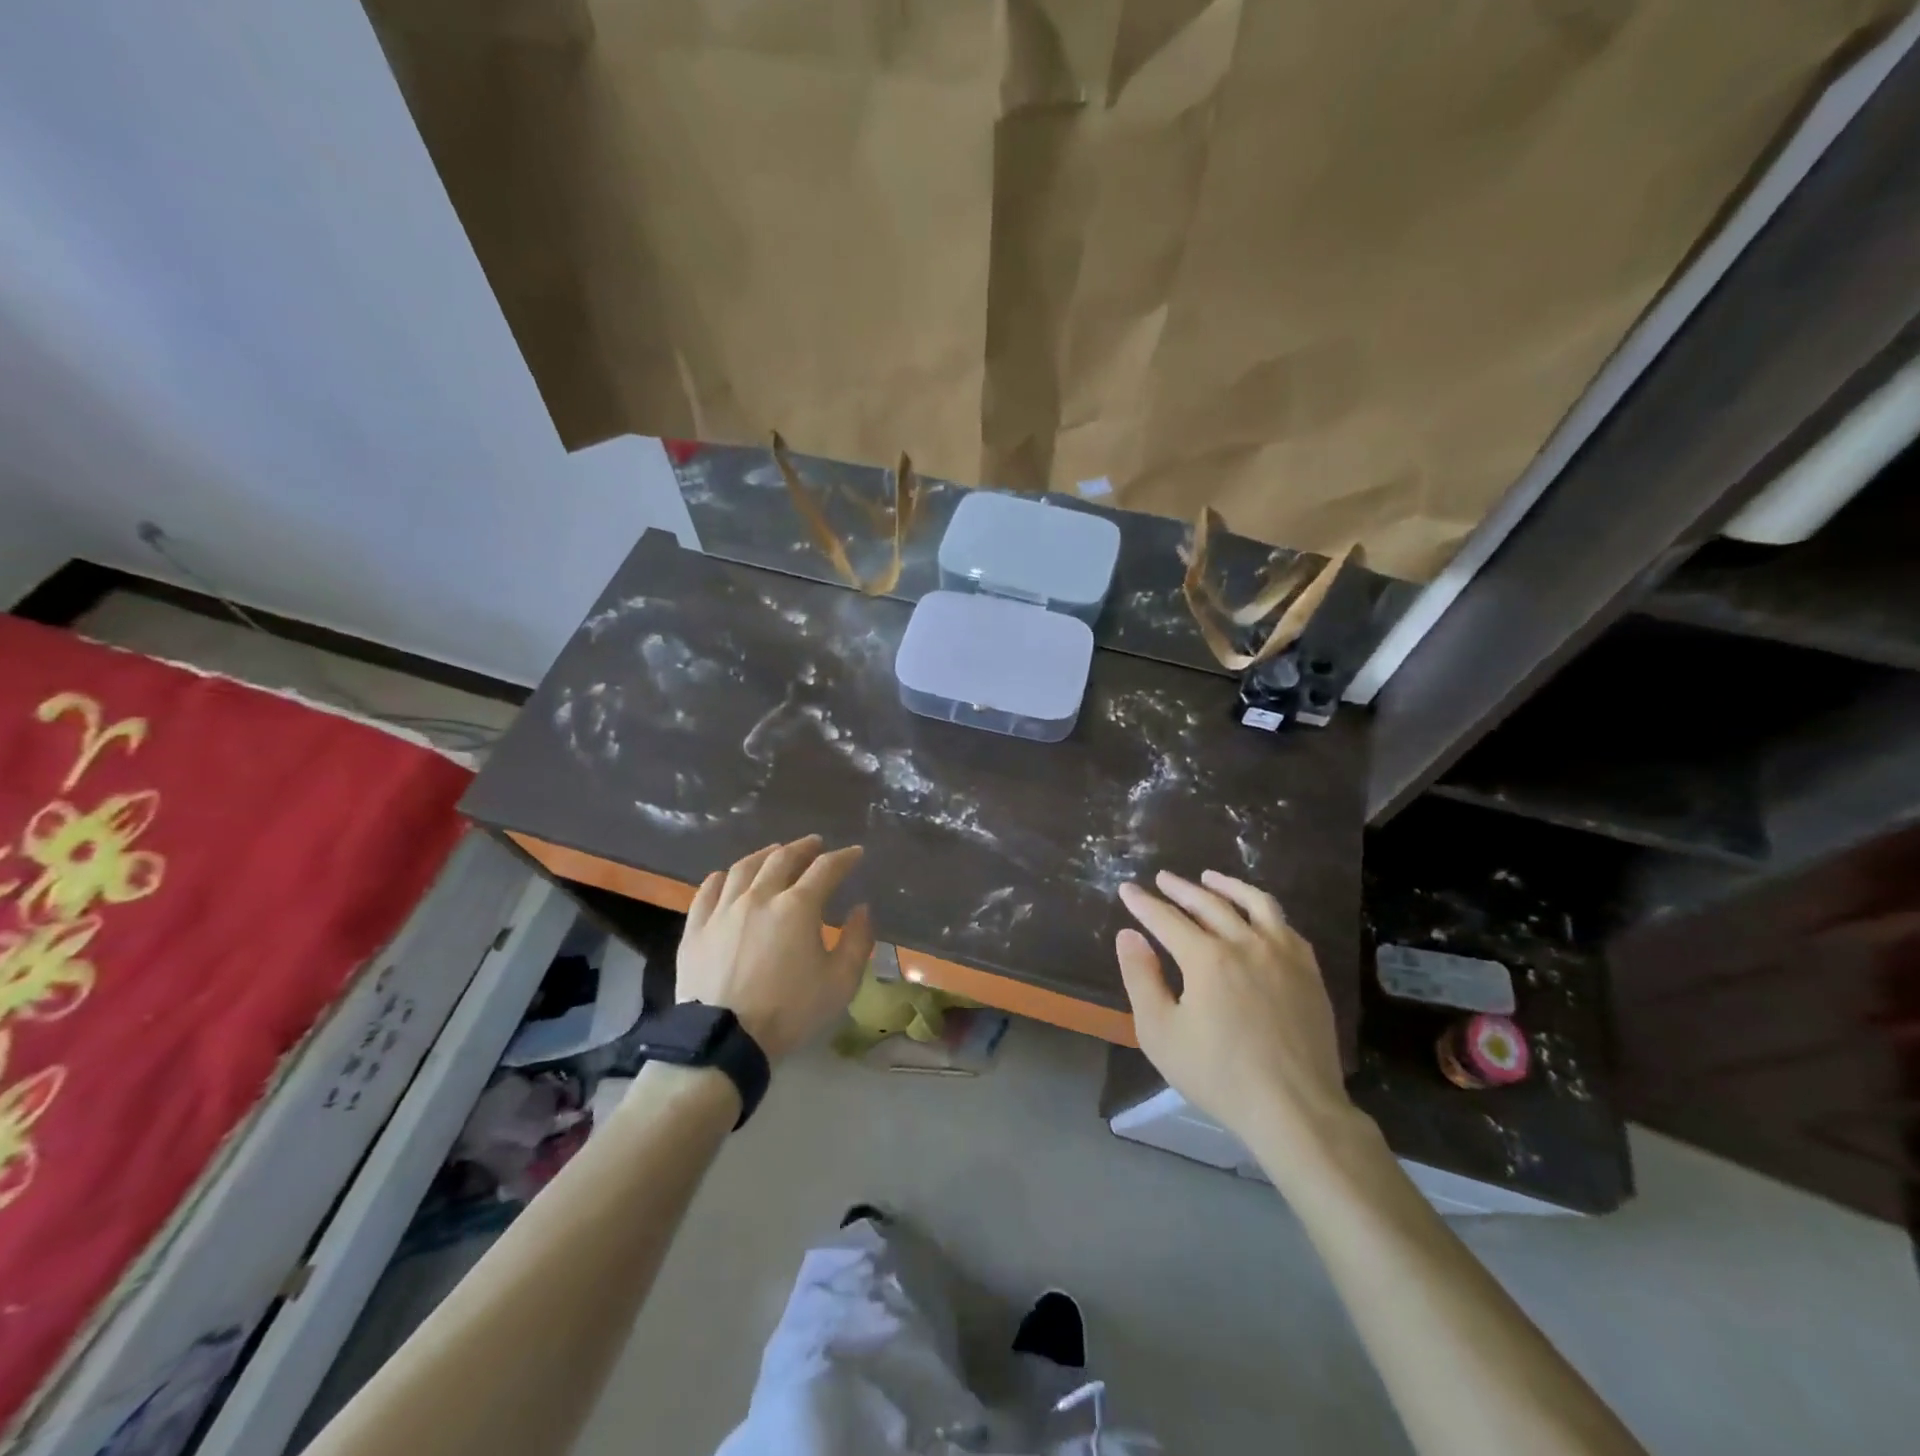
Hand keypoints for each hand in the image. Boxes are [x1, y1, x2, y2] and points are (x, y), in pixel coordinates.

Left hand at [678, 836, 875, 1061]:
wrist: (725, 1040)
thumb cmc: (789, 1011)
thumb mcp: (840, 982)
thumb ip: (856, 941)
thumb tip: (860, 909)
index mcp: (797, 907)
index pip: (826, 869)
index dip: (844, 858)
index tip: (855, 853)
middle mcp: (759, 897)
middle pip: (783, 858)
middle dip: (804, 848)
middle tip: (815, 844)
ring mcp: (723, 909)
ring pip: (744, 868)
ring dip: (764, 855)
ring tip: (775, 852)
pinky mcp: (696, 928)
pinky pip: (708, 890)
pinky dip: (722, 877)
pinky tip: (728, 877)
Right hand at [1117, 870, 1360, 1162]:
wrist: (1296, 1110)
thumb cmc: (1219, 1075)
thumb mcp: (1161, 1033)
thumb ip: (1141, 978)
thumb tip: (1129, 935)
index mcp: (1207, 958)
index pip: (1167, 919)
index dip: (1143, 903)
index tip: (1127, 889)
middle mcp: (1246, 944)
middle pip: (1209, 904)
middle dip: (1180, 888)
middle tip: (1163, 878)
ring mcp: (1284, 955)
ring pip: (1255, 904)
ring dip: (1228, 886)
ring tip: (1210, 878)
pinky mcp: (1309, 973)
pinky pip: (1285, 927)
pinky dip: (1264, 912)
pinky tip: (1257, 917)